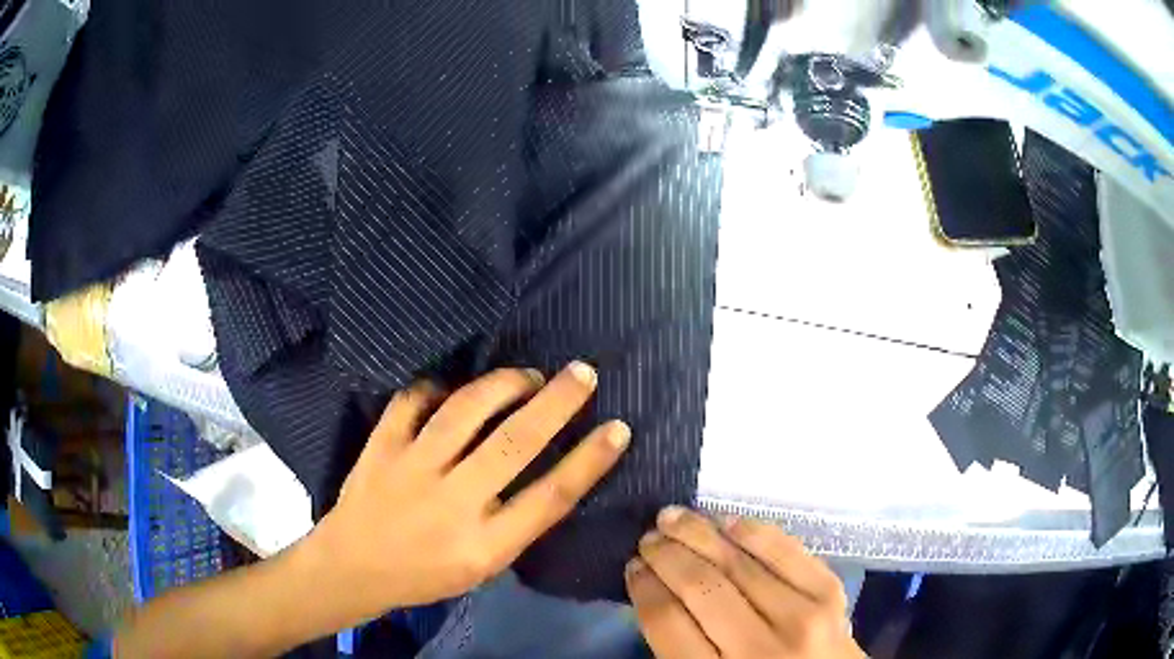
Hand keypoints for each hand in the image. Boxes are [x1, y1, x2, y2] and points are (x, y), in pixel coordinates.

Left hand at [310, 362, 629, 616]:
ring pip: (465, 411)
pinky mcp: (381, 446)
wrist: (353, 567)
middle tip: (583, 373)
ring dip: (504, 385)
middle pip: (515, 444)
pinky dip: (438, 387)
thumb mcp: (482, 567)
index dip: (589, 460)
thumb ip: (515, 524)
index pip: (550, 497)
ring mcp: (412, 469)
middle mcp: (453, 503)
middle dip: (557, 403)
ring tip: (528, 376)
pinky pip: (414, 401)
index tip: (617, 428)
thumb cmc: (426, 575)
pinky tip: (453, 388)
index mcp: (485, 545)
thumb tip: (548, 469)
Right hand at [627, 508, 864, 658]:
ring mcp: (801, 616)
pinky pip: (786, 551)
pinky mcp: (831, 593)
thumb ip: (679, 649)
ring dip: (700, 533)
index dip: (644, 587)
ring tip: (673, 517)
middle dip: (666, 555)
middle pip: (701, 586)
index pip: (667, 621)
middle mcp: (758, 647)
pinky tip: (728, 522)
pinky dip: (754, 531)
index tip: (632, 566)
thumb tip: (655, 594)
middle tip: (648, 537)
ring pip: (739, 562)